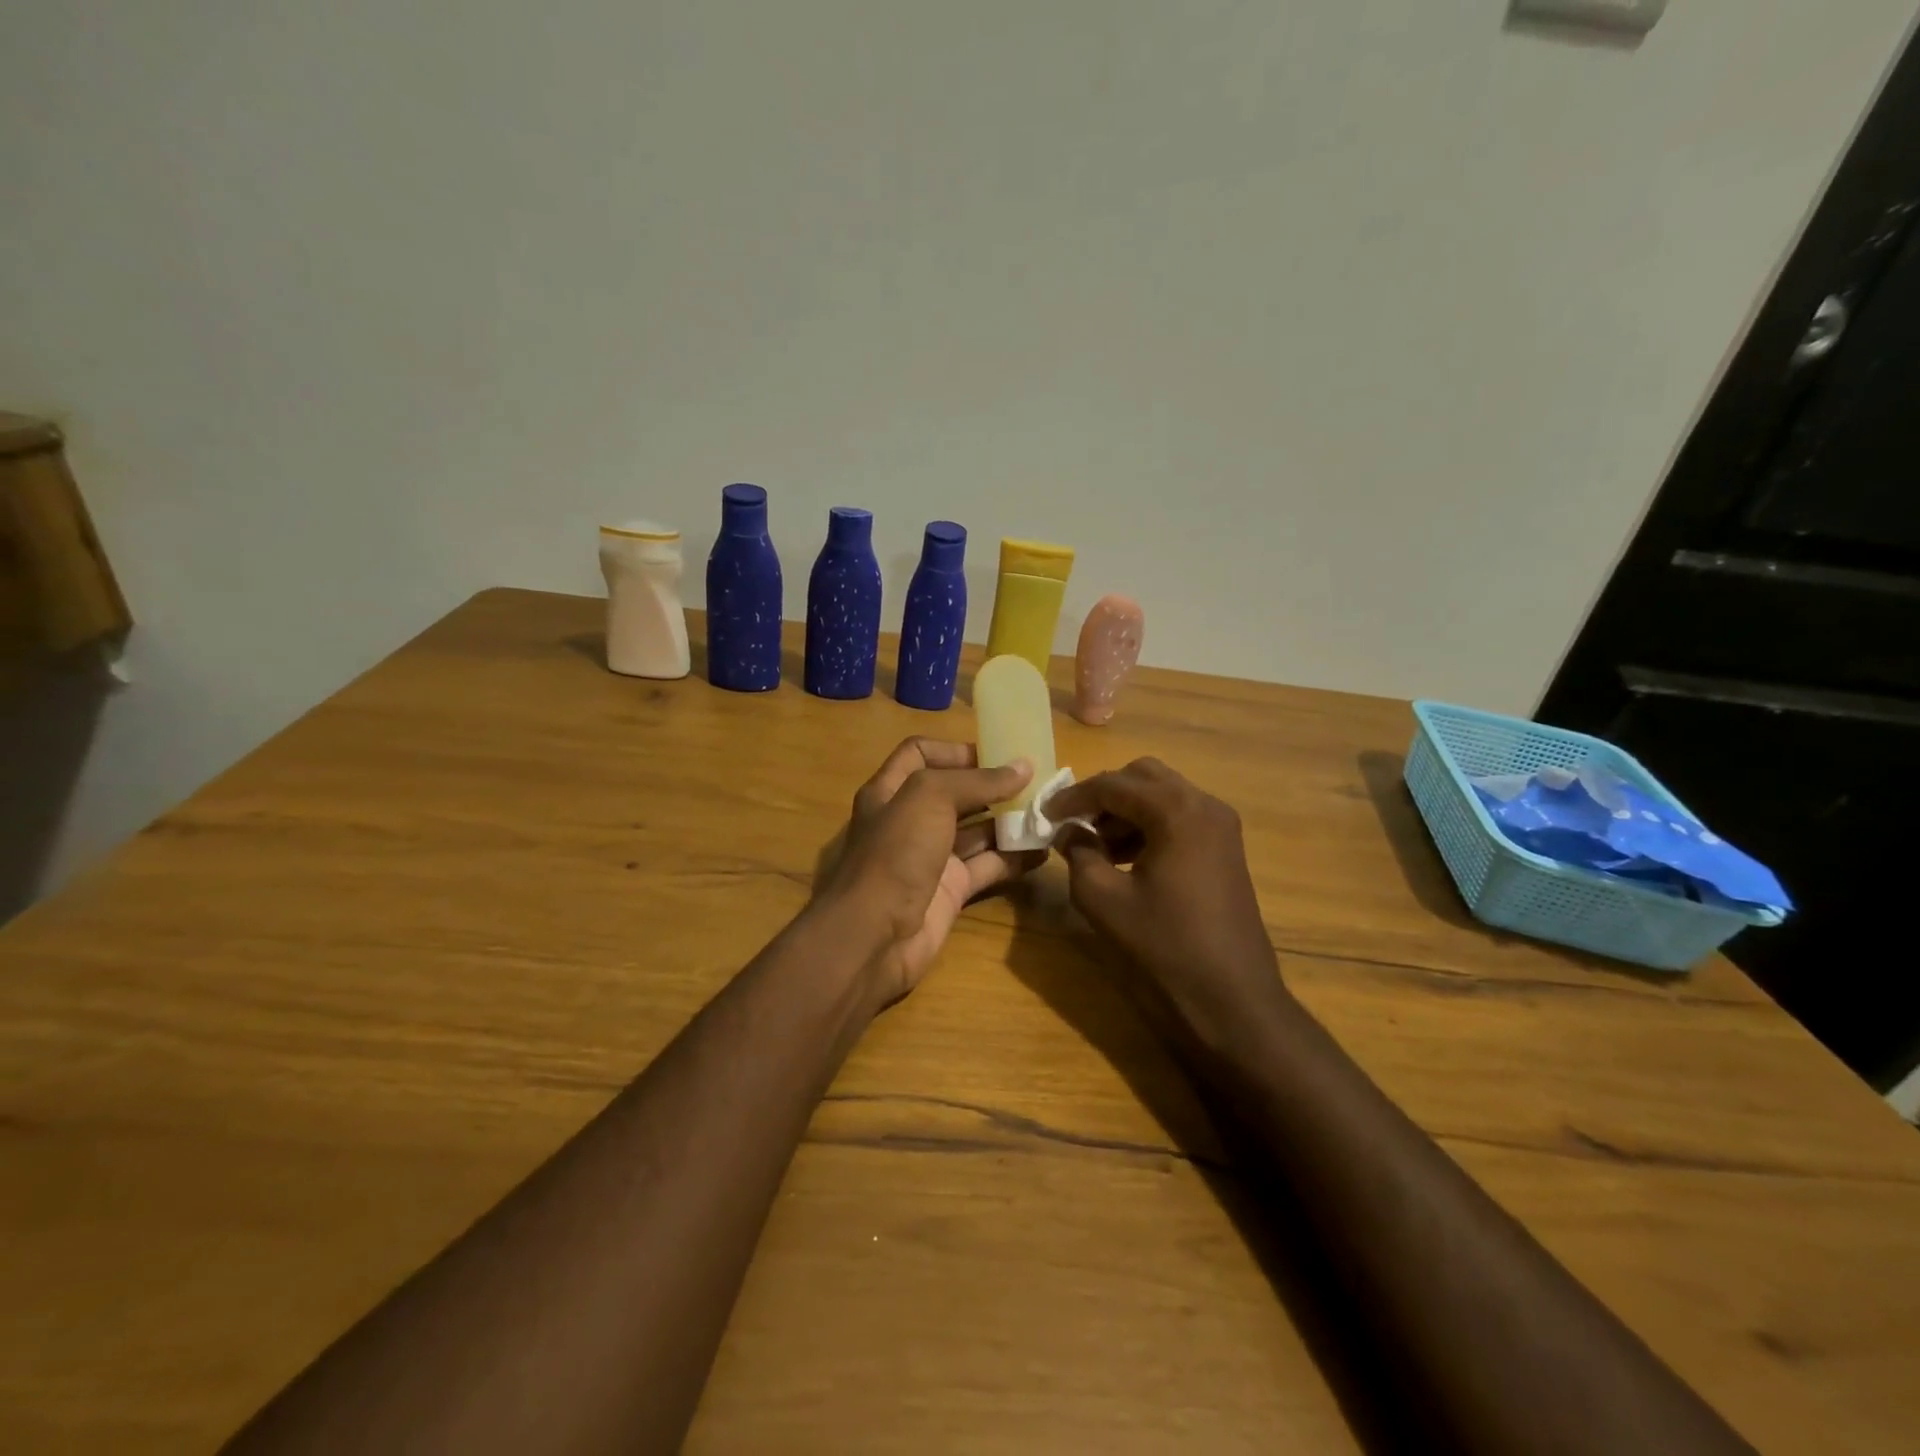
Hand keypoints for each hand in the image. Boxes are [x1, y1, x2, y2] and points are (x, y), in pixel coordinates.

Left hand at [813, 739, 1035, 1002]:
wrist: (875, 935)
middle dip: (993, 786)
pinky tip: (1042, 850)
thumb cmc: (896, 852)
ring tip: (1047, 812)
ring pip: (976, 831)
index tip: (996, 755)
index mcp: (891, 790)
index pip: (920, 754)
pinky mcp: (951, 890)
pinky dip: (1014, 857)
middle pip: (955, 793)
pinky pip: (988, 866)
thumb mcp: (930, 798)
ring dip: (1010, 821)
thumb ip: (978, 780)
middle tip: (1035, 781)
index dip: (954, 750)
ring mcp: (931, 857)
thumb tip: (1024, 767)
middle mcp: (910, 820)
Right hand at [1047, 758, 1288, 1053]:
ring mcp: (1221, 825)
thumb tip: (1068, 832)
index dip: (1073, 797)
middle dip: (1103, 794)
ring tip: (1095, 845)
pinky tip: (1126, 858)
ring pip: (1163, 794)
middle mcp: (1205, 805)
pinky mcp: (1225, 847)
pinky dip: (1148, 824)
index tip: (1045, 815)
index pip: (1114, 784)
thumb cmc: (1164, 946)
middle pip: (1143, 776)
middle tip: (1073, 823)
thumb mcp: (1103, 899)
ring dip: (1126, 810)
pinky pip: (1179, 817)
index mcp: (1177, 811)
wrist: (1232, 998)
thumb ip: (1078, 853)